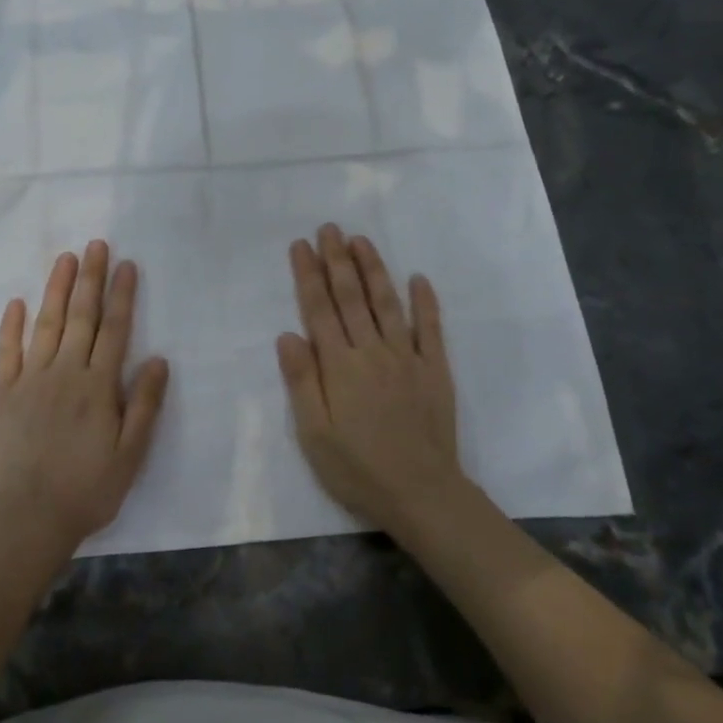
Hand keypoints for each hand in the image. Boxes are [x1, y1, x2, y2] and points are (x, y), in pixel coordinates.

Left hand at [0, 240, 169, 562]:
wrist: (29, 518)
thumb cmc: (88, 489)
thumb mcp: (130, 454)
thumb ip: (144, 404)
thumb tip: (159, 359)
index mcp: (98, 385)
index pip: (114, 329)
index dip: (122, 295)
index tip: (126, 264)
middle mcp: (65, 372)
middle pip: (80, 316)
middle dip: (90, 278)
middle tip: (95, 245)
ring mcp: (31, 380)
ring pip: (46, 324)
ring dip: (56, 289)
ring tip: (65, 258)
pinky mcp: (4, 393)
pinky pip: (7, 352)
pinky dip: (11, 325)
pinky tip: (16, 302)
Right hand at [277, 224, 465, 536]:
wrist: (422, 494)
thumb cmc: (357, 468)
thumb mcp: (313, 433)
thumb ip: (301, 381)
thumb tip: (287, 334)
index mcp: (339, 366)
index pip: (319, 310)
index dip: (308, 275)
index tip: (301, 245)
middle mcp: (372, 352)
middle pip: (351, 297)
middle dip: (338, 260)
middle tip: (329, 228)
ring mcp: (407, 358)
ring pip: (387, 303)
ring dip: (374, 269)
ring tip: (361, 240)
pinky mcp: (435, 370)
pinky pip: (431, 329)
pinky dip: (425, 302)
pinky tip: (419, 278)